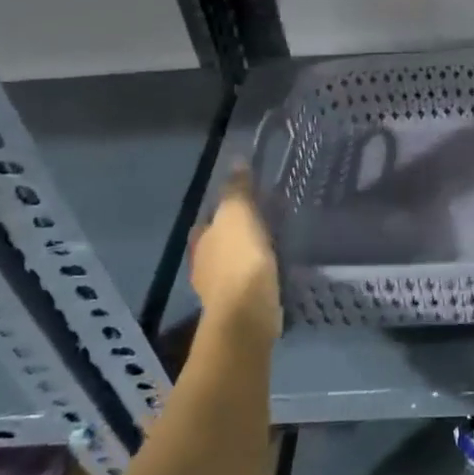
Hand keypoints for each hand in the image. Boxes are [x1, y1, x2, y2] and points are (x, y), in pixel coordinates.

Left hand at [189, 168, 281, 341]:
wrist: (247, 313)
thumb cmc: (239, 259)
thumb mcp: (238, 214)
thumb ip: (237, 190)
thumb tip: (236, 161)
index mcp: (200, 241)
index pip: (206, 221)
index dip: (220, 213)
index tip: (240, 206)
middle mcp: (203, 265)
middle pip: (217, 245)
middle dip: (232, 237)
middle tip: (259, 226)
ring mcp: (219, 290)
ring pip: (232, 266)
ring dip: (245, 258)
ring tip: (270, 249)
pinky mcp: (238, 307)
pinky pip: (247, 285)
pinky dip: (256, 278)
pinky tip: (272, 274)